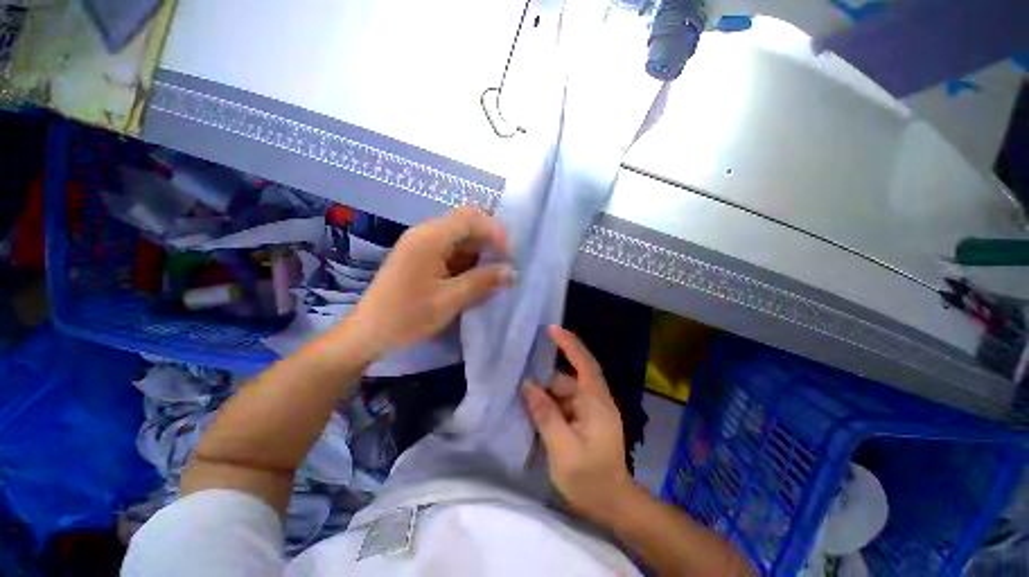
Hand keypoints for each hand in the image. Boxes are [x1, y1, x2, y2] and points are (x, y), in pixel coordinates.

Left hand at [350, 207, 513, 357]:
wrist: (368, 333)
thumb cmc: (407, 316)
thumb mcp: (450, 300)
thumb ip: (483, 282)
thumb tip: (512, 272)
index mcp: (430, 238)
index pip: (471, 218)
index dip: (495, 232)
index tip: (509, 257)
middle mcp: (425, 234)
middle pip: (465, 224)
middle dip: (489, 242)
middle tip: (505, 265)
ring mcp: (421, 245)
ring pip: (459, 238)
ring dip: (479, 253)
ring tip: (493, 274)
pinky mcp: (420, 258)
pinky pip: (450, 251)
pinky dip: (467, 261)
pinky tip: (475, 278)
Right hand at [523, 325, 636, 524]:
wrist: (613, 505)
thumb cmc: (590, 478)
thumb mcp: (563, 448)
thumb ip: (545, 414)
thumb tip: (528, 385)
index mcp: (595, 402)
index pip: (583, 362)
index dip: (568, 343)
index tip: (551, 328)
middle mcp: (596, 400)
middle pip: (568, 379)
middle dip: (546, 384)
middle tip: (521, 388)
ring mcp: (592, 411)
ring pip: (564, 393)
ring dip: (546, 398)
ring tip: (525, 405)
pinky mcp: (587, 420)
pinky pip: (565, 404)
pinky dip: (551, 406)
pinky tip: (537, 416)